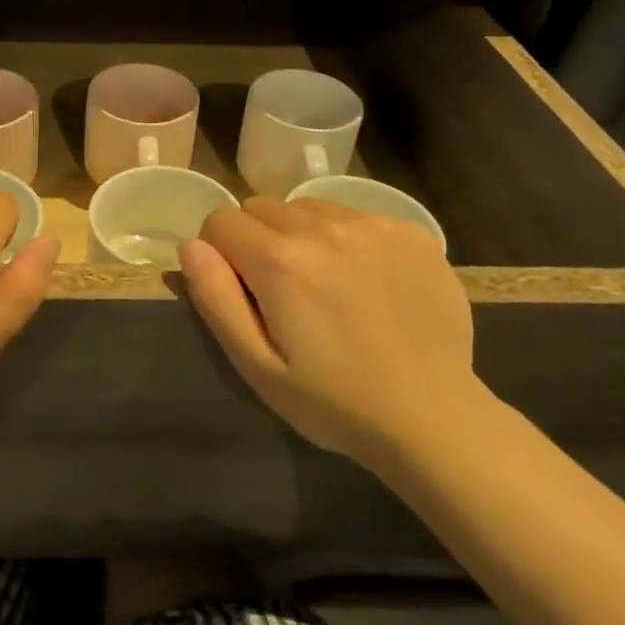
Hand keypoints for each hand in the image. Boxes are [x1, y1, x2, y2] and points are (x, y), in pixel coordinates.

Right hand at [179, 198, 476, 465]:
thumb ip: (216, 298)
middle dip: (257, 241)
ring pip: (307, 208)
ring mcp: (373, 224)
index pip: (219, 222)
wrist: (434, 418)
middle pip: (261, 207)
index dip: (220, 255)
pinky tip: (368, 284)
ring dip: (301, 235)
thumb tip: (191, 245)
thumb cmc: (334, 401)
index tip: (242, 293)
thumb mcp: (257, 366)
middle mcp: (324, 226)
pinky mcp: (411, 231)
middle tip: (283, 293)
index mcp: (280, 260)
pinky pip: (356, 216)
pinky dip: (348, 239)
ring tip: (326, 285)